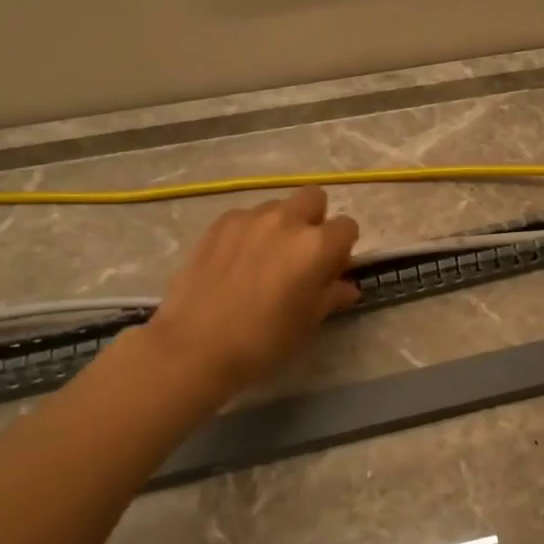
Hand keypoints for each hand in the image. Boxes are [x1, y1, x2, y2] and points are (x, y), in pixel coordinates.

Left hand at [147, 187, 359, 395]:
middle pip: (313, 198)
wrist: (196, 346)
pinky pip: (245, 218)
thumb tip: (346, 287)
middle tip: (300, 255)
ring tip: (263, 260)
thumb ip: (331, 295)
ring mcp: (250, 218)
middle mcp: (287, 221)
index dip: (342, 248)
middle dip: (314, 219)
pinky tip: (235, 263)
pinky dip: (249, 233)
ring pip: (277, 208)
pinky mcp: (220, 223)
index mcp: (317, 245)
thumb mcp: (308, 322)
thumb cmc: (264, 340)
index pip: (347, 227)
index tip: (329, 270)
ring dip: (280, 226)